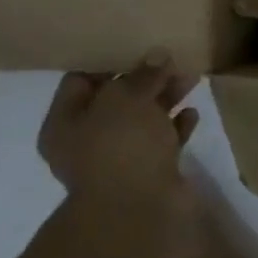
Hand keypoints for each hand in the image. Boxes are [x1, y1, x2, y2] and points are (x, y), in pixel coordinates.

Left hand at [36, 51, 199, 204]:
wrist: (138, 211)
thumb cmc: (120, 147)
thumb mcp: (127, 99)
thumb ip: (143, 75)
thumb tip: (157, 55)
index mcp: (65, 123)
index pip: (81, 81)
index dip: (110, 61)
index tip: (138, 45)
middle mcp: (87, 142)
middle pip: (117, 101)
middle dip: (145, 80)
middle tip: (172, 60)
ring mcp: (119, 160)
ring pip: (143, 122)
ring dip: (165, 101)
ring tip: (191, 79)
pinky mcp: (148, 174)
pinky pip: (162, 143)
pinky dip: (176, 127)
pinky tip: (192, 113)